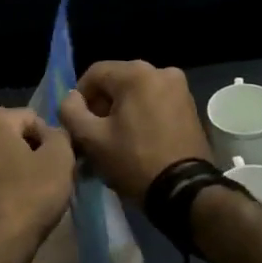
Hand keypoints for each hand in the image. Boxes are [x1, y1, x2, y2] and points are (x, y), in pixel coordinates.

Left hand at [0, 107, 75, 262]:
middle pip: (13, 136)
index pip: (33, 118)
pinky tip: (12, 206)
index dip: (52, 140)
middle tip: (48, 180)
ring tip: (31, 195)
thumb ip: (61, 136)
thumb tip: (52, 134)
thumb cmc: (28, 199)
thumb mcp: (60, 161)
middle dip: (32, 153)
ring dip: (16, 169)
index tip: (59, 165)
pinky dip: (0, 185)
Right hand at [59, 60, 211, 199]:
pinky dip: (142, 114)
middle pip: (117, 81)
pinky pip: (155, 101)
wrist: (185, 191)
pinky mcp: (190, 105)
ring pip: (136, 92)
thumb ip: (70, 111)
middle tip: (95, 134)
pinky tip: (138, 138)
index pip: (94, 74)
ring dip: (121, 110)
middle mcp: (161, 71)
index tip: (78, 124)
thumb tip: (71, 98)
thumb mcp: (91, 139)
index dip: (79, 98)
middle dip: (101, 105)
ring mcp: (180, 87)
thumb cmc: (134, 161)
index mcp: (137, 73)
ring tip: (116, 139)